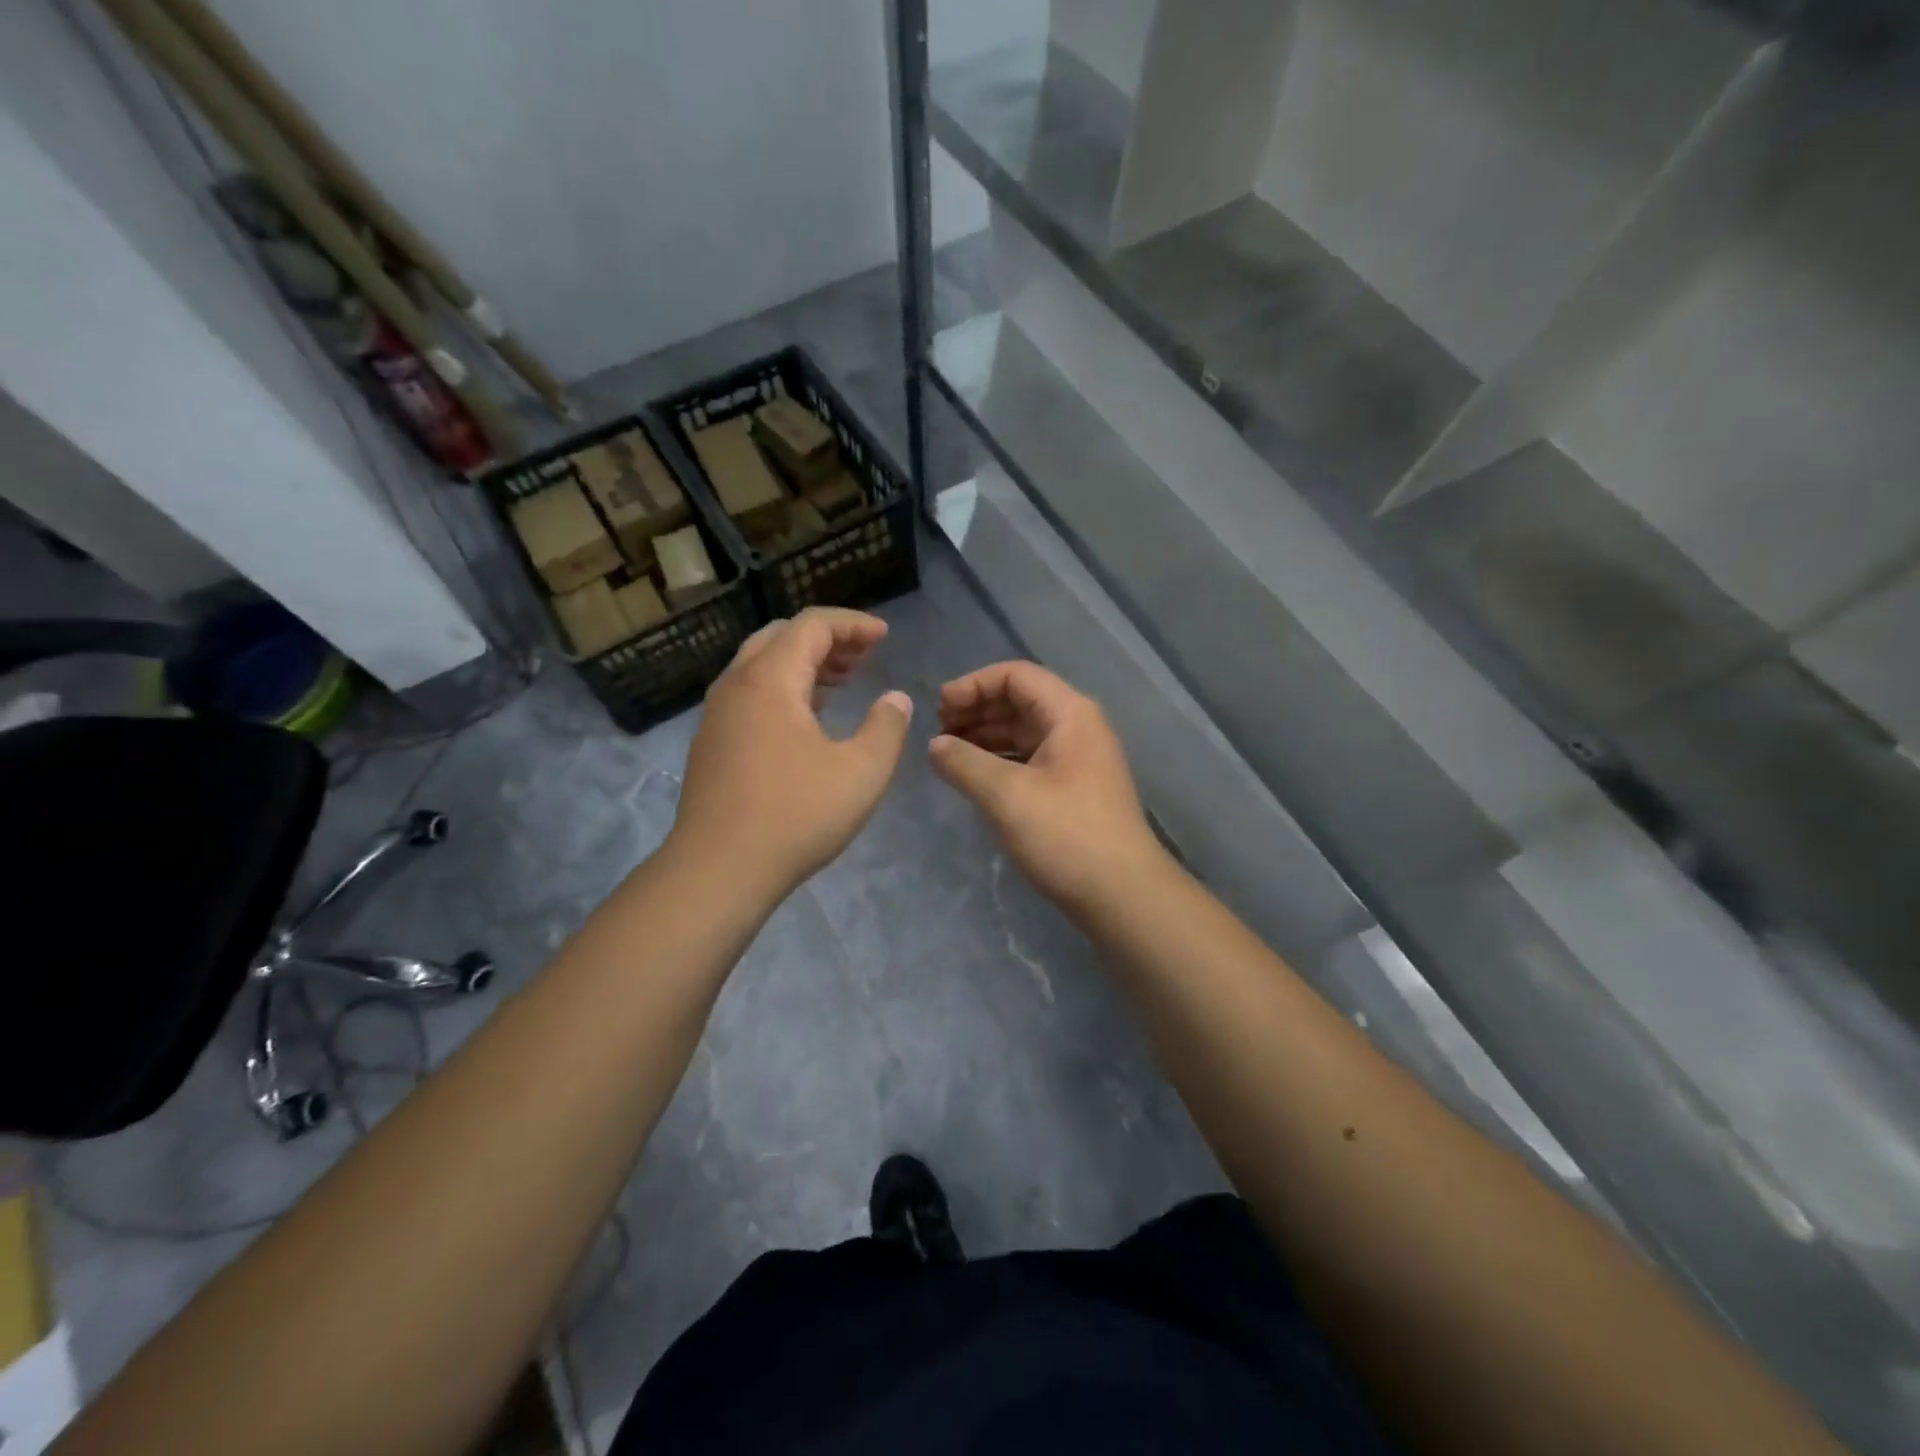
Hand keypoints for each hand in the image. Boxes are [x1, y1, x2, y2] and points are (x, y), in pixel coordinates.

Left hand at [671, 608, 912, 895]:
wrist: (718, 871)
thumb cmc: (795, 816)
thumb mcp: (861, 772)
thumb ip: (886, 727)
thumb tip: (896, 699)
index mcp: (769, 680)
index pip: (811, 625)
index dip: (852, 624)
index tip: (884, 637)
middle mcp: (736, 686)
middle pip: (781, 637)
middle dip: (827, 639)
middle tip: (864, 657)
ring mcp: (717, 715)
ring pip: (762, 666)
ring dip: (804, 664)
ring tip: (842, 681)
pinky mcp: (712, 744)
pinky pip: (750, 694)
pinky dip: (784, 689)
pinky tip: (808, 719)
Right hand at [930, 661, 1167, 913]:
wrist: (1122, 894)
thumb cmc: (1066, 835)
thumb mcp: (1007, 796)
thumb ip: (964, 763)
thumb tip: (934, 745)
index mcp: (1070, 714)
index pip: (1016, 676)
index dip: (974, 684)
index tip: (939, 708)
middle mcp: (1078, 727)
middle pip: (1021, 700)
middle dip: (977, 709)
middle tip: (938, 731)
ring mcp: (1079, 759)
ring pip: (1024, 732)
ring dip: (985, 736)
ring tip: (948, 753)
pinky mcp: (1075, 788)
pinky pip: (1031, 758)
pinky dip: (1000, 760)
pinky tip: (975, 777)